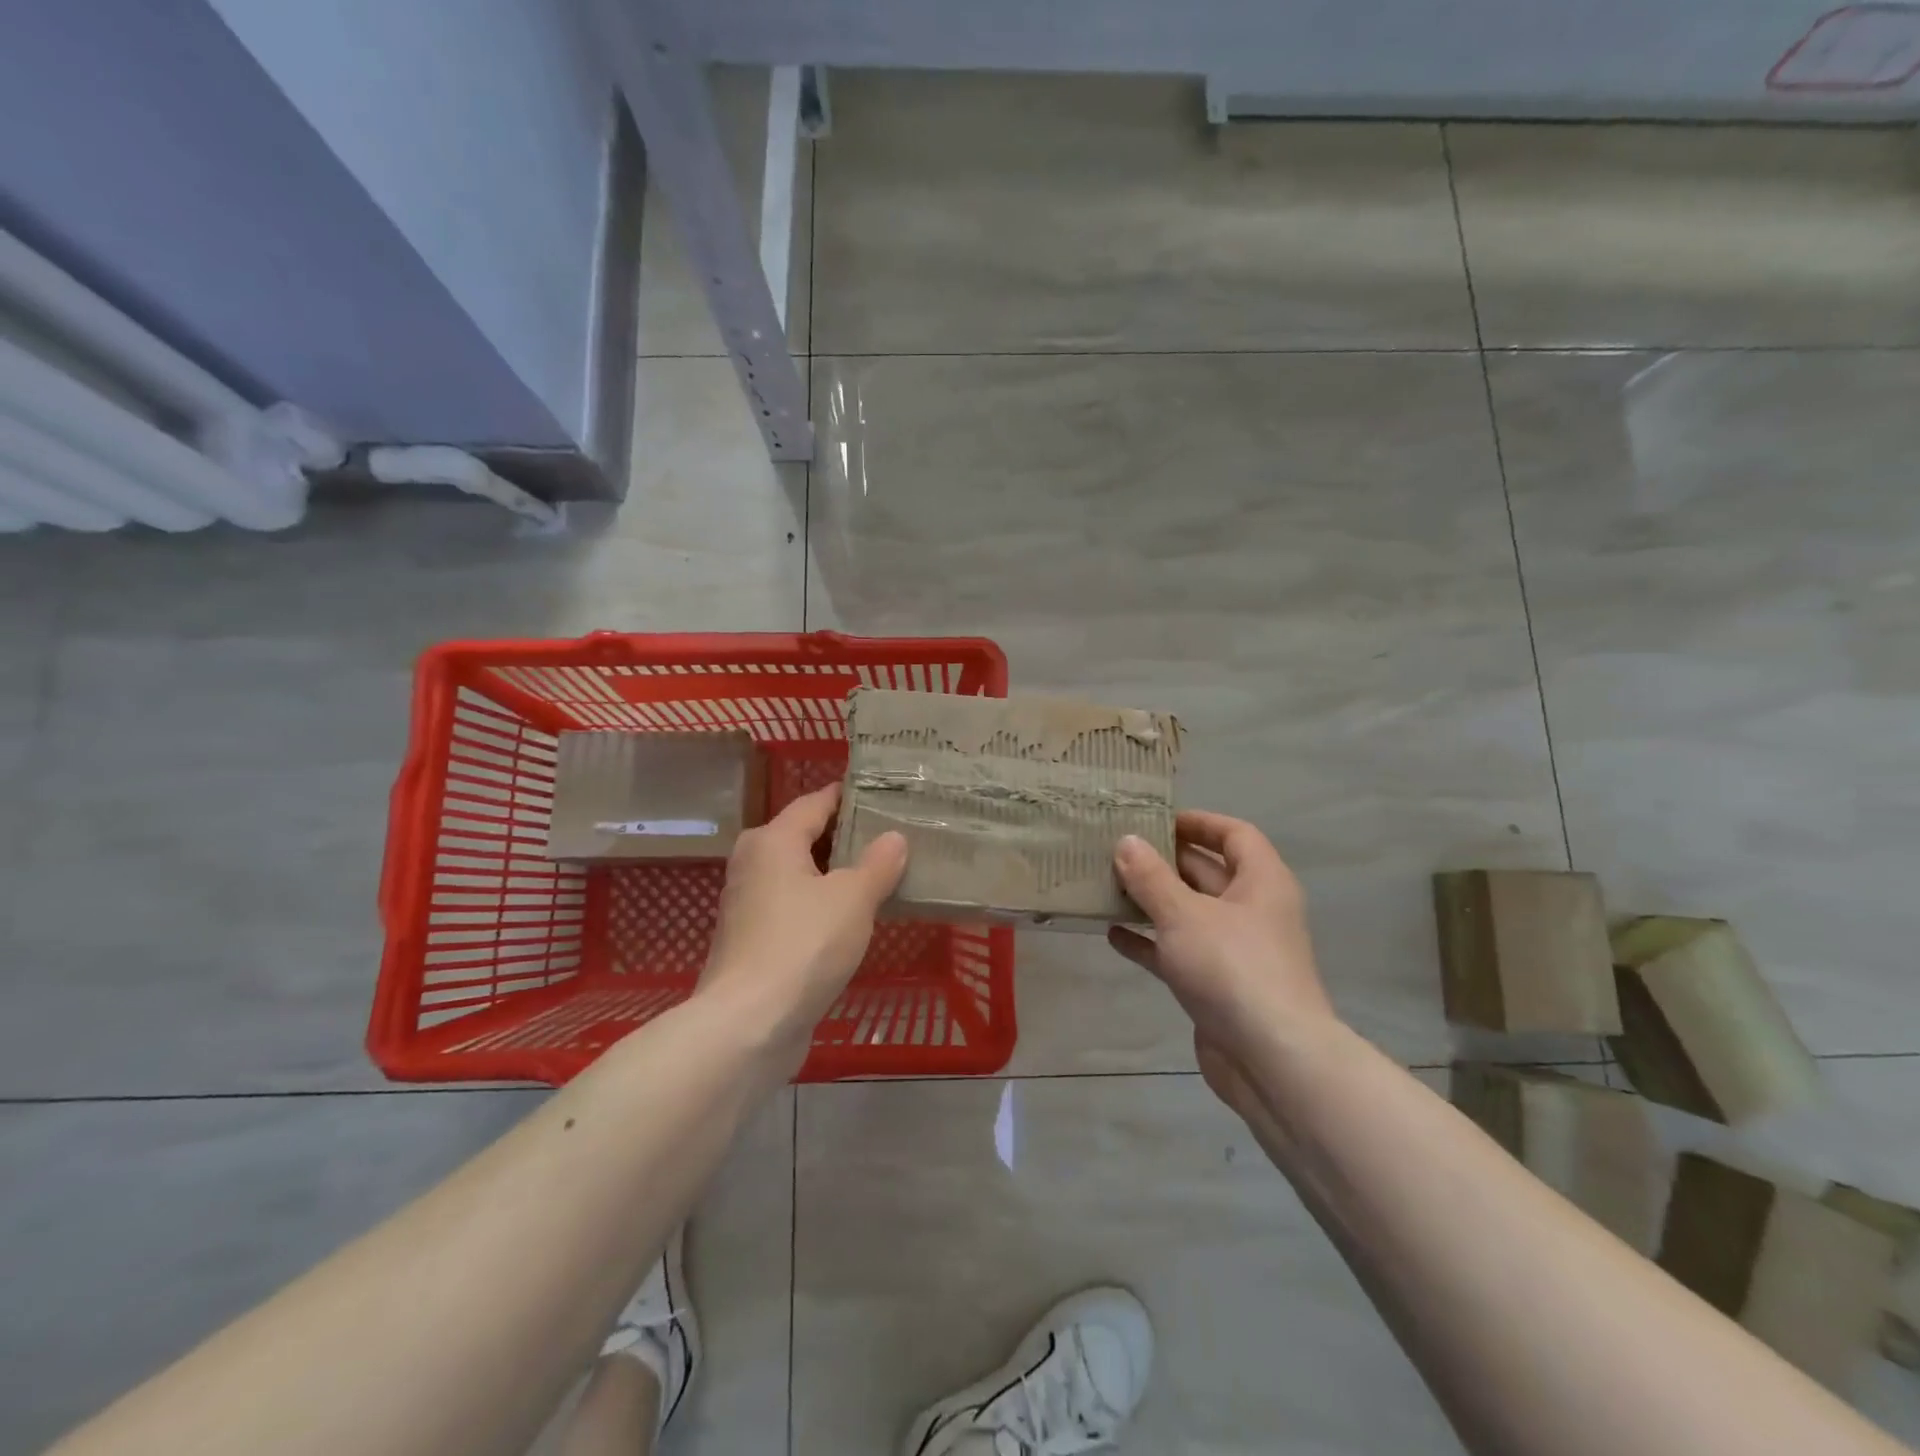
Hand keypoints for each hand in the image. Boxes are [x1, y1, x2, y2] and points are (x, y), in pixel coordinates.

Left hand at [698, 783, 906, 1070]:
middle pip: (806, 836)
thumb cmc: (803, 945)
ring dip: (837, 873)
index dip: (849, 796)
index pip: (816, 802)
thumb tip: (894, 837)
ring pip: (801, 873)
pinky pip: (795, 905)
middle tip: (894, 835)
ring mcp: (749, 903)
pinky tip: (854, 917)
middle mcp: (754, 863)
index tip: (884, 794)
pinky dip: (822, 903)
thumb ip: (878, 863)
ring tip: (883, 873)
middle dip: (848, 836)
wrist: (748, 1024)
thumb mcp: (853, 898)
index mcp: (773, 840)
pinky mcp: (753, 939)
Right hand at [1109, 810, 1334, 1065]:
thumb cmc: (1232, 968)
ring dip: (1152, 902)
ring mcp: (1236, 951)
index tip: (1156, 819)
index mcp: (1261, 882)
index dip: (1198, 822)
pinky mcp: (1218, 986)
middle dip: (1164, 862)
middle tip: (1116, 850)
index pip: (1234, 835)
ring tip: (1106, 887)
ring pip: (1189, 914)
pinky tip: (1113, 935)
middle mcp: (1253, 911)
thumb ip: (1151, 877)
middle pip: (1207, 873)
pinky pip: (1179, 952)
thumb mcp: (1184, 914)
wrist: (1271, 1060)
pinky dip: (1150, 942)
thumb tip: (1127, 841)